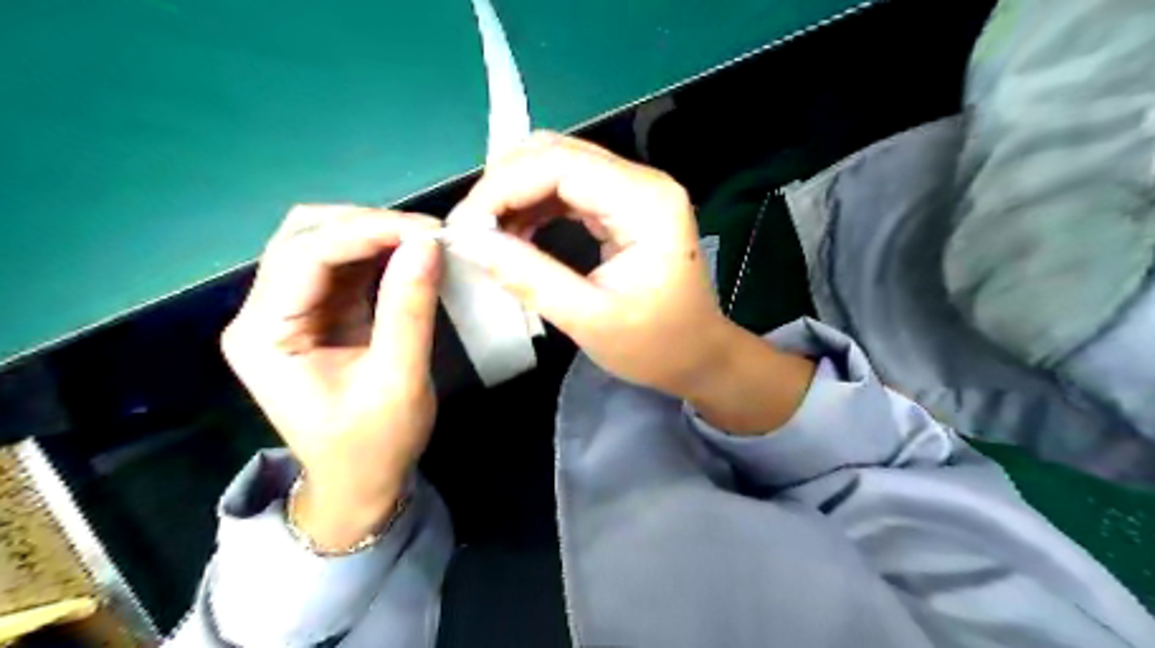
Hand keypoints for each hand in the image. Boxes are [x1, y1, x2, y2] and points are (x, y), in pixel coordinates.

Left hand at [220, 205, 443, 547]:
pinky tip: (412, 258)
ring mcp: (290, 311)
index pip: (306, 254)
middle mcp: (264, 313)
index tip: (427, 231)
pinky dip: (380, 256)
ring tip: (427, 243)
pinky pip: (345, 268)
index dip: (366, 231)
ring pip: (325, 244)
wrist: (361, 483)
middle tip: (428, 235)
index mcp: (264, 334)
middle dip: (367, 225)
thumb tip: (428, 245)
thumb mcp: (399, 380)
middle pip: (304, 236)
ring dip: (376, 236)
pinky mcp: (319, 314)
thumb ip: (409, 309)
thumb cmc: (375, 444)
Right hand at [446, 131, 816, 433]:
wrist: (699, 356)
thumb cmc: (655, 345)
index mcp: (645, 202)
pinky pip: (569, 188)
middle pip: (556, 153)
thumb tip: (470, 242)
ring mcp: (635, 190)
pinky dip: (535, 205)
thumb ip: (529, 277)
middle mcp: (642, 182)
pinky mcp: (625, 206)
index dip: (502, 187)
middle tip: (472, 230)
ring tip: (489, 235)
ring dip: (516, 194)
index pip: (559, 165)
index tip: (464, 226)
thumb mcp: (589, 319)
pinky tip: (517, 233)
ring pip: (558, 165)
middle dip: (504, 186)